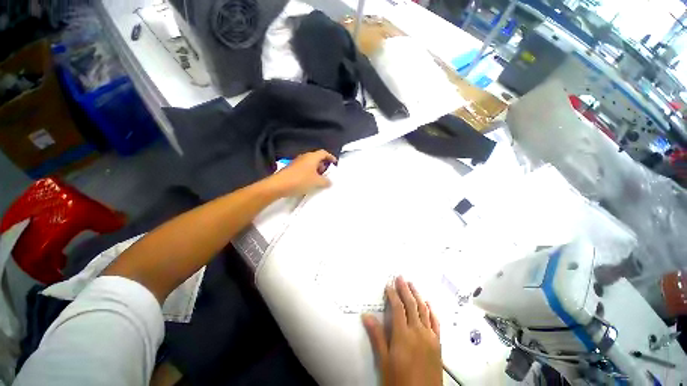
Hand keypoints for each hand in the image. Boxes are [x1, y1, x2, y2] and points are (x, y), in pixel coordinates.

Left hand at [269, 150, 336, 196]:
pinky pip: (304, 168)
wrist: (279, 185)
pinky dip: (309, 173)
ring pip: (310, 164)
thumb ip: (326, 181)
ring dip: (316, 170)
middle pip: (317, 158)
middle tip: (327, 173)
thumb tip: (330, 182)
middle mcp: (304, 157)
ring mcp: (297, 162)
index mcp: (312, 157)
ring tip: (319, 179)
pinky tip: (309, 182)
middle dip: (323, 165)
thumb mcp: (316, 182)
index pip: (324, 153)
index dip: (331, 157)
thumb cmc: (300, 180)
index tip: (335, 164)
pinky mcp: (292, 168)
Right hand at [363, 277, 441, 385]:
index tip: (389, 285)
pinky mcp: (438, 344)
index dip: (393, 294)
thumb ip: (377, 336)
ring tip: (412, 285)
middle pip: (411, 305)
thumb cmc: (399, 382)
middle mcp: (418, 332)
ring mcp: (430, 337)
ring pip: (424, 310)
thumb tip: (366, 316)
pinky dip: (431, 311)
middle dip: (405, 289)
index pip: (398, 307)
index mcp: (403, 335)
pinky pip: (435, 323)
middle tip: (401, 278)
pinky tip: (429, 304)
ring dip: (417, 295)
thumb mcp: (384, 361)